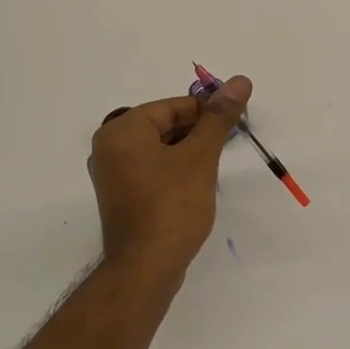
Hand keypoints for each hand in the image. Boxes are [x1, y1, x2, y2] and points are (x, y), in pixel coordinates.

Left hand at [89, 75, 252, 278]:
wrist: (146, 268)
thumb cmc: (172, 205)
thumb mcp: (200, 156)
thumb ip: (219, 117)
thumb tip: (239, 81)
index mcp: (122, 130)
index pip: (172, 107)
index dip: (207, 109)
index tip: (236, 118)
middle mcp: (109, 148)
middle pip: (163, 125)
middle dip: (198, 129)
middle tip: (231, 139)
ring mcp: (113, 175)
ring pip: (158, 149)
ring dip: (188, 150)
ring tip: (218, 160)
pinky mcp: (122, 198)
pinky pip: (152, 170)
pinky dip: (175, 169)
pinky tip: (198, 181)